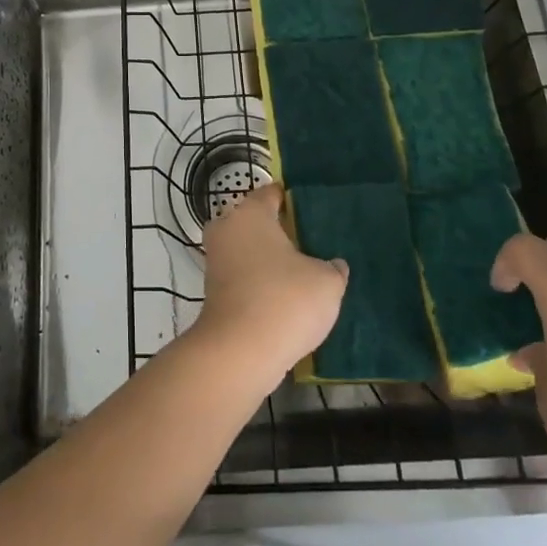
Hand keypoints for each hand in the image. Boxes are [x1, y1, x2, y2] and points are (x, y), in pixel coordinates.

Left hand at [193, 184, 348, 384]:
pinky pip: (242, 276)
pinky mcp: (213, 290)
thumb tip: (334, 265)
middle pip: (256, 222)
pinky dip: (259, 283)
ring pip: (248, 250)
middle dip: (280, 232)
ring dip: (269, 261)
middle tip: (312, 246)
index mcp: (250, 213)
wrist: (239, 352)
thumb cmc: (285, 301)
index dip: (293, 200)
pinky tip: (285, 300)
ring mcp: (216, 260)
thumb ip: (333, 267)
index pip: (272, 193)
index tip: (314, 212)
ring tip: (303, 276)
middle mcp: (227, 228)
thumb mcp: (327, 282)